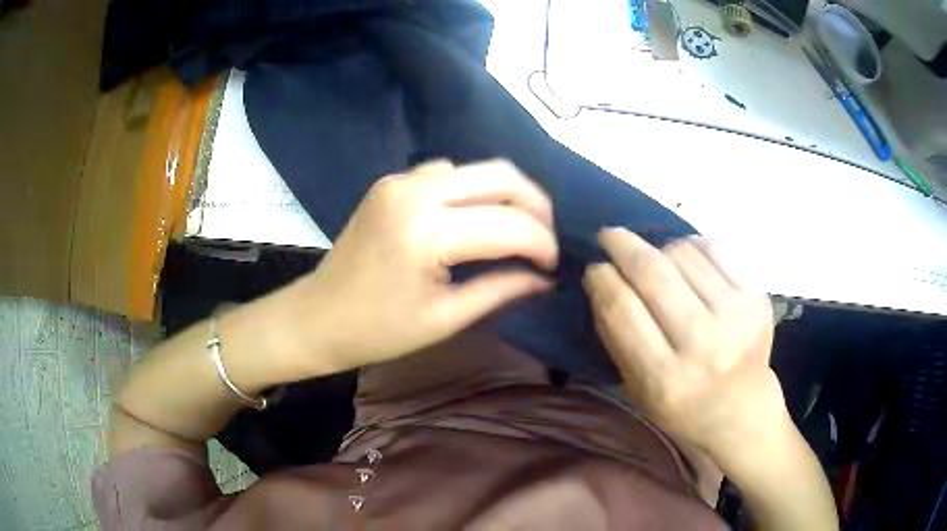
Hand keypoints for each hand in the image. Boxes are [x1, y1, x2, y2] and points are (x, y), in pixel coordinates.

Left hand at [276, 159, 557, 374]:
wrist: (318, 316)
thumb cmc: (378, 330)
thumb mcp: (446, 317)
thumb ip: (501, 289)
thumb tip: (545, 278)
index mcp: (426, 233)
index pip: (510, 224)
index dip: (542, 244)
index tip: (551, 267)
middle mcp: (415, 192)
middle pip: (501, 176)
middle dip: (536, 206)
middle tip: (544, 241)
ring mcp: (400, 180)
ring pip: (478, 169)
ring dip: (507, 195)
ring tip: (516, 230)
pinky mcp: (392, 181)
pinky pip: (449, 173)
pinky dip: (474, 191)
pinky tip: (474, 218)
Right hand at [583, 228, 784, 457]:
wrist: (743, 410)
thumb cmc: (682, 406)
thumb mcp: (637, 389)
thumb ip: (616, 336)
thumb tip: (601, 278)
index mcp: (665, 379)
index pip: (622, 309)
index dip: (601, 279)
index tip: (594, 268)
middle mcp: (704, 345)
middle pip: (653, 273)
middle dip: (622, 246)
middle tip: (608, 236)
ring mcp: (737, 316)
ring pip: (683, 253)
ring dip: (660, 248)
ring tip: (656, 260)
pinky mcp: (758, 297)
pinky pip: (716, 248)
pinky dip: (693, 247)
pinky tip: (687, 259)